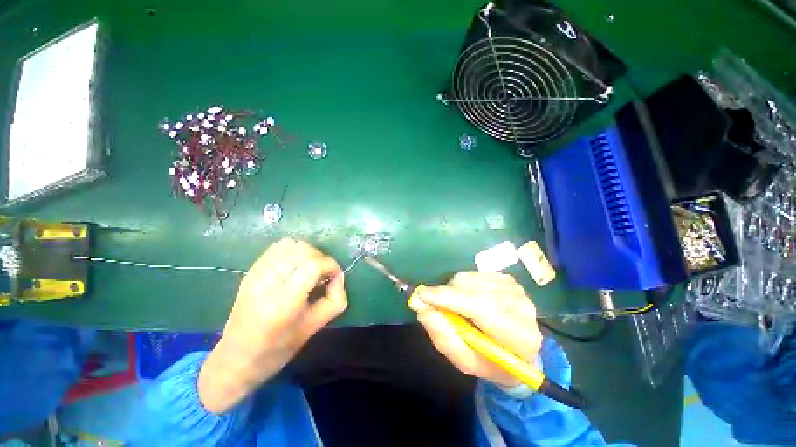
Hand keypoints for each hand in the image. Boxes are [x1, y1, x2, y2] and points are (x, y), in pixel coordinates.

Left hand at [199, 238, 346, 412]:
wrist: (236, 358)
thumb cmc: (278, 348)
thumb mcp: (315, 327)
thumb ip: (335, 299)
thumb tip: (338, 276)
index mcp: (283, 302)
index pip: (313, 265)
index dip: (330, 265)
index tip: (335, 276)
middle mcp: (266, 282)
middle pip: (303, 250)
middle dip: (321, 258)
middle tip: (324, 275)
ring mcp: (256, 273)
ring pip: (291, 244)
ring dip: (308, 253)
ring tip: (311, 269)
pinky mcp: (251, 270)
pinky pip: (278, 247)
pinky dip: (294, 251)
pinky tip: (296, 266)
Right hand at [410, 272, 541, 386]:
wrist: (518, 351)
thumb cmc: (490, 361)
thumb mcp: (466, 362)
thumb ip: (445, 339)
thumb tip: (424, 311)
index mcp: (520, 337)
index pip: (482, 309)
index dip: (450, 299)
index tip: (422, 295)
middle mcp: (522, 308)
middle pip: (474, 290)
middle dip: (447, 294)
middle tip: (430, 302)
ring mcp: (516, 289)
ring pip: (471, 279)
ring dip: (454, 290)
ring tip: (455, 307)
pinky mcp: (508, 279)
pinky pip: (474, 274)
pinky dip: (462, 284)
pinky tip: (467, 298)